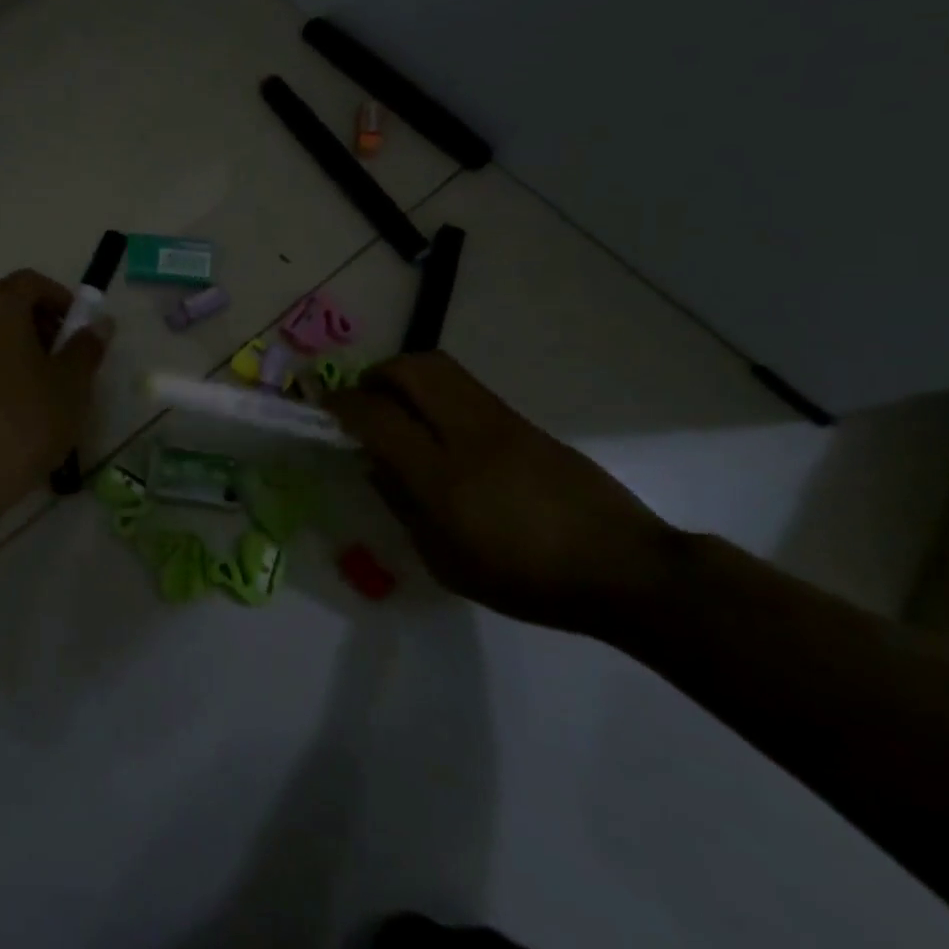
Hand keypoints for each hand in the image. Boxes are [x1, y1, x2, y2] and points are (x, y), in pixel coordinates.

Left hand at [0, 270, 112, 510]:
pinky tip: (12, 408)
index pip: (30, 281)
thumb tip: (100, 324)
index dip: (59, 298)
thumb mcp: (71, 385)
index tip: (78, 327)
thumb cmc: (25, 419)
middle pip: (6, 304)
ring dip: (16, 347)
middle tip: (64, 358)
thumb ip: (86, 348)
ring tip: (42, 387)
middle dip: (39, 323)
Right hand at [326, 352, 676, 634]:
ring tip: (399, 407)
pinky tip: (442, 431)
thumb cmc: (525, 579)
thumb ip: (402, 506)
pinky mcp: (524, 422)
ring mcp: (500, 421)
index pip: (375, 416)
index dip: (341, 403)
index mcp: (441, 476)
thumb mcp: (445, 561)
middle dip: (376, 374)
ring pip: (441, 368)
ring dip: (407, 377)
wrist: (625, 570)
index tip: (323, 406)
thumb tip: (374, 465)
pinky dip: (438, 394)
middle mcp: (467, 434)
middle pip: (411, 369)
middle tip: (364, 398)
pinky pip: (467, 389)